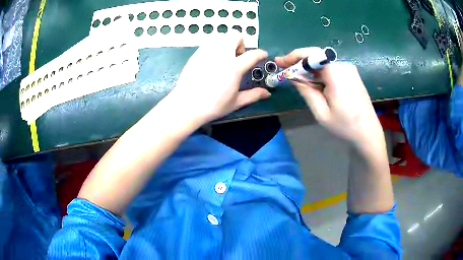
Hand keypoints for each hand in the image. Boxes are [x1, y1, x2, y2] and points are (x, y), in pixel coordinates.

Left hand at [166, 33, 270, 124]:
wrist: (186, 105)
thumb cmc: (213, 106)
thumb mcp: (236, 102)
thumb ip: (253, 95)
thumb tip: (267, 93)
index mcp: (234, 67)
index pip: (252, 54)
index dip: (260, 53)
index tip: (262, 55)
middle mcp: (221, 54)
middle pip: (235, 36)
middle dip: (240, 43)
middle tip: (237, 57)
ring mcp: (207, 52)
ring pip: (221, 37)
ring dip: (227, 44)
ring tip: (224, 58)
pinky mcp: (196, 54)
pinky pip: (209, 43)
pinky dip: (214, 47)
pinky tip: (211, 61)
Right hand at [275, 48, 383, 146]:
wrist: (368, 133)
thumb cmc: (345, 126)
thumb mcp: (321, 112)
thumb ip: (306, 91)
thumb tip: (292, 75)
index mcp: (337, 74)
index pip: (312, 54)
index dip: (294, 55)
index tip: (280, 62)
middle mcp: (344, 66)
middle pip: (317, 57)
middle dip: (300, 63)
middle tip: (285, 70)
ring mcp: (350, 70)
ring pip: (324, 63)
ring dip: (310, 69)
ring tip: (299, 80)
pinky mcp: (352, 75)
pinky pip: (332, 69)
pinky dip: (320, 73)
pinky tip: (316, 84)